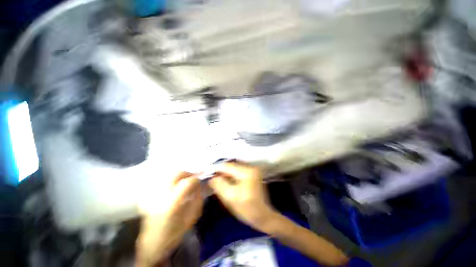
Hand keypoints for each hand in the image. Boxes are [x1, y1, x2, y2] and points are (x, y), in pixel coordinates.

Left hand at [136, 172, 202, 266]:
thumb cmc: (175, 233)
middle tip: (192, 178)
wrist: (152, 243)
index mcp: (172, 204)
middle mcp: (160, 196)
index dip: (196, 179)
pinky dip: (171, 181)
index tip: (199, 181)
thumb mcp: (192, 217)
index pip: (187, 182)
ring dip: (179, 177)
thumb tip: (200, 185)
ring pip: (169, 175)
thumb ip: (198, 198)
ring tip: (183, 183)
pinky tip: (173, 188)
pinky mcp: (147, 195)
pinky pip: (162, 181)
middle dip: (187, 174)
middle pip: (176, 174)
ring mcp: (152, 195)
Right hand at [208, 162, 276, 231]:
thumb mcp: (230, 197)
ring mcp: (253, 170)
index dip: (216, 169)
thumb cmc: (247, 209)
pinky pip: (239, 171)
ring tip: (218, 180)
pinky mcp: (253, 173)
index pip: (228, 166)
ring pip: (234, 168)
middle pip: (231, 165)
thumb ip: (219, 185)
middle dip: (221, 171)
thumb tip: (211, 177)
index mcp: (247, 172)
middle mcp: (251, 167)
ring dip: (226, 173)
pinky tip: (227, 181)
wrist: (263, 216)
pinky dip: (232, 175)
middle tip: (212, 178)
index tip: (207, 173)